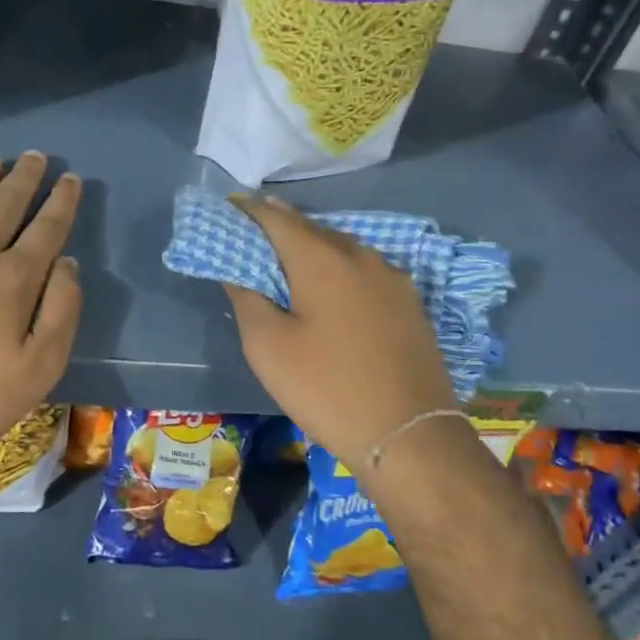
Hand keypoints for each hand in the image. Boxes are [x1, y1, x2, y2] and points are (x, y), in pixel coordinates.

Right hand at [222, 195, 455, 464]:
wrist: (409, 433)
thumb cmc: (327, 388)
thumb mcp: (268, 347)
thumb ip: (247, 298)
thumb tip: (238, 269)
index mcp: (322, 259)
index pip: (277, 218)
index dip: (249, 210)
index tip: (230, 206)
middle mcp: (360, 255)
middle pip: (312, 228)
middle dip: (281, 225)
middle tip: (254, 230)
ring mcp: (391, 277)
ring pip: (342, 248)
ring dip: (313, 246)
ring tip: (289, 256)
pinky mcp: (409, 302)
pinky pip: (364, 270)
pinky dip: (339, 267)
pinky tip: (332, 286)